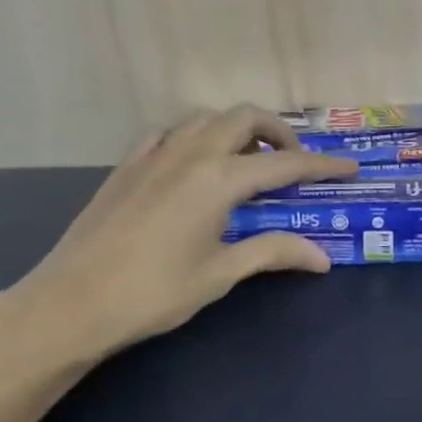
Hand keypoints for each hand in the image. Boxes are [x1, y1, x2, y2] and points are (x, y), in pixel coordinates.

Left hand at [6, 106, 355, 364]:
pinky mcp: (127, 166)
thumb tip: (322, 257)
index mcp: (218, 180)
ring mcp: (154, 155)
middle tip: (294, 164)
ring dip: (236, 129)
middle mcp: (190, 154)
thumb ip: (273, 252)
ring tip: (249, 161)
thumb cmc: (153, 292)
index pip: (285, 165)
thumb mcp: (221, 274)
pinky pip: (168, 132)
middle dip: (279, 132)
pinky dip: (194, 136)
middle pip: (245, 118)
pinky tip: (194, 163)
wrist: (71, 303)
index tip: (349, 168)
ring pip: (205, 118)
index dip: (322, 166)